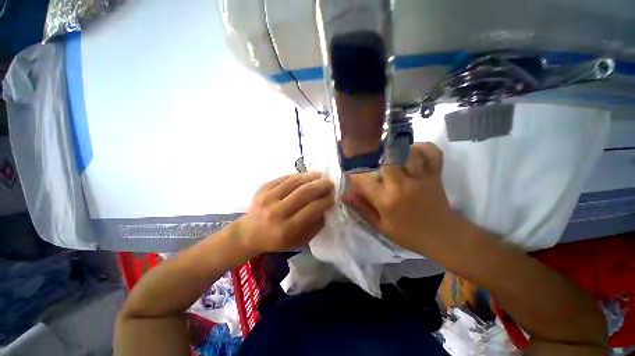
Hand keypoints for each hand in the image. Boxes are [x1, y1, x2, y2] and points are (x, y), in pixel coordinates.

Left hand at [236, 172, 334, 254]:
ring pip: (295, 182)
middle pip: (304, 192)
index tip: (334, 196)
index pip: (311, 210)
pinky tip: (306, 176)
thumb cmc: (276, 240)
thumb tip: (326, 207)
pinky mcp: (262, 188)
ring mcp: (267, 197)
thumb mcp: (299, 241)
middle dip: (321, 185)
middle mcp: (276, 212)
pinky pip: (284, 178)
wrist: (248, 233)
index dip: (325, 201)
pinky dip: (298, 176)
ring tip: (320, 176)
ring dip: (311, 177)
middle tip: (330, 183)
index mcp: (286, 229)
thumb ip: (315, 226)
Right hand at [344, 143, 463, 255]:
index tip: (352, 172)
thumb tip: (344, 196)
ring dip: (397, 150)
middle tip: (373, 160)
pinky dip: (423, 148)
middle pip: (386, 159)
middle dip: (376, 157)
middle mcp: (402, 186)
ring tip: (391, 154)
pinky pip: (432, 153)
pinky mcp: (435, 175)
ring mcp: (421, 178)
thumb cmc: (408, 234)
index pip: (362, 179)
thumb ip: (362, 208)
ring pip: (408, 152)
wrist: (443, 237)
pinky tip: (413, 151)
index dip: (353, 173)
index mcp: (386, 200)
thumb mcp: (381, 225)